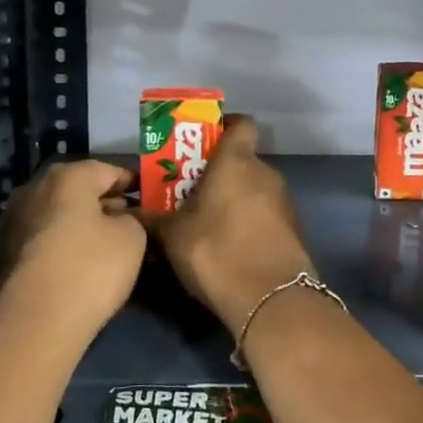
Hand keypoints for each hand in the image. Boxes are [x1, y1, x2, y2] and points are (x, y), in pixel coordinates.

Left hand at [0, 160, 145, 348]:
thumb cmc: (92, 268)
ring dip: (79, 222)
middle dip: (102, 201)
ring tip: (104, 242)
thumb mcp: (133, 237)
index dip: (130, 182)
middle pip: (78, 188)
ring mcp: (14, 221)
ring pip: (58, 213)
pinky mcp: (4, 253)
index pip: (108, 170)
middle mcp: (35, 189)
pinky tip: (78, 261)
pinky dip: (61, 242)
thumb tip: (119, 218)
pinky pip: (43, 237)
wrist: (36, 324)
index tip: (146, 196)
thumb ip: (132, 218)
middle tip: (127, 218)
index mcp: (68, 177)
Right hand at [145, 115, 313, 337]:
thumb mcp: (172, 236)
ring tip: (205, 223)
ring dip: (233, 200)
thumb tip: (129, 213)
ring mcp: (284, 202)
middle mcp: (266, 173)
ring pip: (254, 190)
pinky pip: (265, 215)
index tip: (202, 141)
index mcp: (237, 161)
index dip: (224, 126)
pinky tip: (229, 246)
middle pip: (243, 161)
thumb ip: (152, 219)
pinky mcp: (293, 230)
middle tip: (190, 191)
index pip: (240, 124)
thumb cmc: (217, 251)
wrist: (271, 299)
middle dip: (218, 173)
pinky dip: (249, 222)